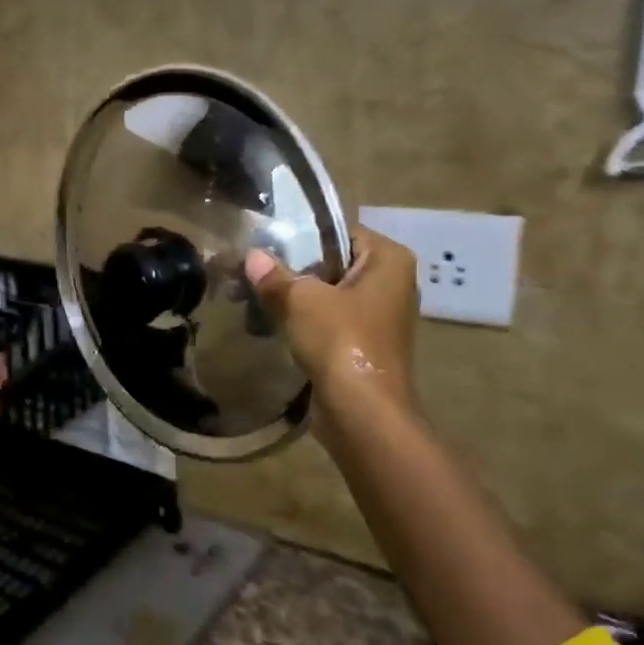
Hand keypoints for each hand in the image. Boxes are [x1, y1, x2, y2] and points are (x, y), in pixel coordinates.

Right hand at [244, 225, 419, 417]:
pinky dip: (303, 322)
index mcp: (389, 260)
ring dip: (294, 298)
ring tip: (253, 298)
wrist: (362, 411)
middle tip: (252, 272)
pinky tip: (270, 325)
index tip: (265, 244)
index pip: (340, 232)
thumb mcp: (301, 300)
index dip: (301, 237)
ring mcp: (380, 316)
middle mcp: (391, 283)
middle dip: (293, 270)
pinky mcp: (364, 345)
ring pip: (328, 295)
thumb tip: (252, 256)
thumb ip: (275, 275)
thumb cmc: (341, 341)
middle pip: (332, 264)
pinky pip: (329, 322)